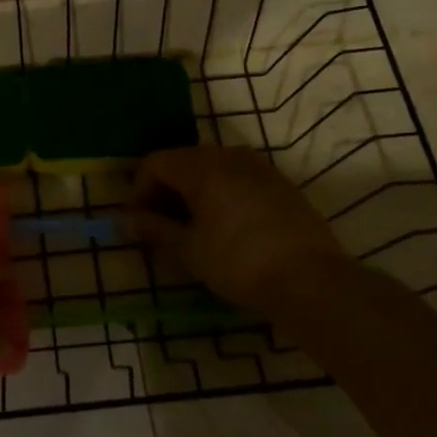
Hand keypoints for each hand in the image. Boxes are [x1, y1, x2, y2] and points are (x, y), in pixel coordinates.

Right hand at [128, 146, 349, 318]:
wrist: (311, 281)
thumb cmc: (238, 262)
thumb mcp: (188, 250)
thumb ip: (154, 229)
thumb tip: (124, 221)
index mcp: (202, 165)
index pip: (155, 163)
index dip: (138, 190)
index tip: (137, 222)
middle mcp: (229, 155)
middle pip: (183, 162)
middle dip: (165, 191)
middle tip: (160, 227)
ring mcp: (260, 167)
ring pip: (213, 170)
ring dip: (194, 193)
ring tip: (192, 229)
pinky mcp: (281, 185)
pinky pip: (239, 180)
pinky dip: (222, 196)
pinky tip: (225, 228)